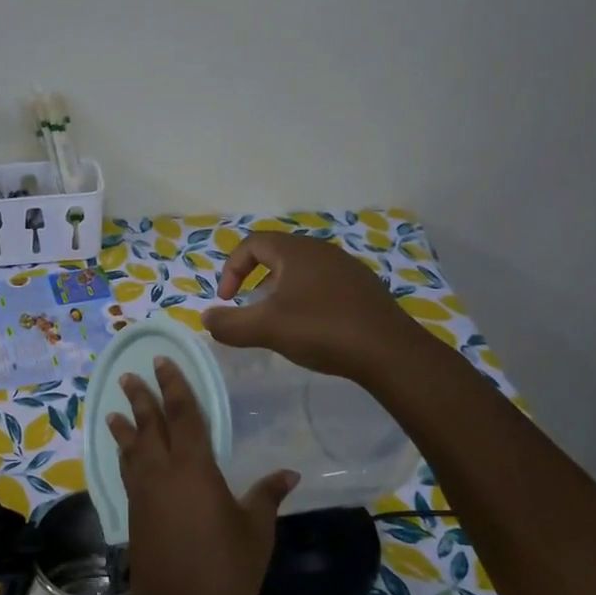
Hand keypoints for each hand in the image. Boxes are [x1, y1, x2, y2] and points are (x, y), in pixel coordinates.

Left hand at [107, 358, 296, 594]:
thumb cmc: (225, 569)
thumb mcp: (255, 531)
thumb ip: (266, 496)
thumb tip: (288, 473)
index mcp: (194, 469)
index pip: (183, 416)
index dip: (174, 387)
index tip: (163, 362)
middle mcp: (162, 474)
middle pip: (149, 426)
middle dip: (141, 398)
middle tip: (130, 375)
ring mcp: (143, 495)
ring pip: (131, 449)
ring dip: (125, 426)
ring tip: (115, 409)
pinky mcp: (134, 515)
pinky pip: (127, 472)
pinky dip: (124, 456)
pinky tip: (124, 455)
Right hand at [203, 230, 413, 380]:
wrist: (389, 351)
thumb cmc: (322, 330)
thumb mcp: (266, 329)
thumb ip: (230, 324)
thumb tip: (206, 318)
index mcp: (296, 251)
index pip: (251, 243)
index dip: (231, 269)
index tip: (227, 300)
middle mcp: (322, 251)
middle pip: (276, 255)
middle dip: (255, 280)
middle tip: (249, 310)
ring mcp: (346, 268)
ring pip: (301, 271)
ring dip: (280, 291)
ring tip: (277, 322)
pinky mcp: (363, 289)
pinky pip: (323, 285)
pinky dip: (305, 300)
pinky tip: (311, 329)